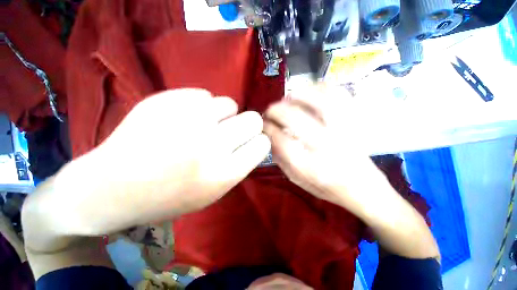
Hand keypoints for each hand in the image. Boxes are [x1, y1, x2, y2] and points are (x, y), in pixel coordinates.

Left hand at [81, 89, 269, 223]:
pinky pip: (203, 94)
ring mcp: (188, 119)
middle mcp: (211, 145)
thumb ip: (239, 165)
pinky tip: (183, 118)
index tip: (250, 143)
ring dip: (223, 115)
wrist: (111, 188)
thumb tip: (253, 141)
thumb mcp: (214, 192)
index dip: (259, 142)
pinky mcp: (166, 100)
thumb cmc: (168, 198)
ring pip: (230, 103)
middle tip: (233, 132)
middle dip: (248, 125)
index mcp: (224, 173)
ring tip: (204, 125)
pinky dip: (200, 106)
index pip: (263, 143)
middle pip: (254, 119)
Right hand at [263, 84, 383, 207]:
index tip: (262, 124)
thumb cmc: (328, 187)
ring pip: (316, 98)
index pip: (280, 140)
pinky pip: (337, 93)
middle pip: (294, 117)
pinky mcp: (355, 119)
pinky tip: (309, 93)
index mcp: (310, 166)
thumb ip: (280, 159)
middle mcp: (327, 146)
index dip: (267, 128)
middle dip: (275, 110)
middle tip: (269, 111)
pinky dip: (319, 88)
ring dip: (295, 96)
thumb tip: (269, 137)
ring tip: (287, 100)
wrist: (365, 188)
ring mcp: (344, 129)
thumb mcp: (298, 180)